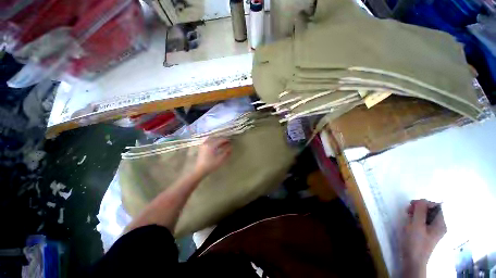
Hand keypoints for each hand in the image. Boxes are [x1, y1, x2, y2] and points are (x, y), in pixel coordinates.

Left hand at [194, 137, 231, 175]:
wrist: (200, 170)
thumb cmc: (211, 165)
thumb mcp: (220, 159)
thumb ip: (226, 152)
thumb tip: (231, 147)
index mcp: (211, 145)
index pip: (220, 140)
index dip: (226, 140)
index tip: (231, 142)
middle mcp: (207, 143)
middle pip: (216, 138)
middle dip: (222, 140)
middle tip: (227, 142)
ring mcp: (203, 145)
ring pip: (212, 139)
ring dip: (217, 140)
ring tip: (222, 143)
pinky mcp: (201, 147)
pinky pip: (208, 141)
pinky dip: (213, 141)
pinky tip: (215, 144)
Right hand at [402, 199, 446, 274]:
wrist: (413, 260)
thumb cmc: (415, 242)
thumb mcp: (416, 225)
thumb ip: (420, 211)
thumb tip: (422, 199)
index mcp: (441, 223)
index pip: (437, 206)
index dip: (425, 203)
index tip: (412, 205)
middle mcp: (439, 225)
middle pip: (431, 210)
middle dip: (419, 208)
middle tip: (408, 211)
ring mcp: (433, 230)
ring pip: (426, 215)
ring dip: (416, 213)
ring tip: (407, 216)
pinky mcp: (427, 233)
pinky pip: (423, 221)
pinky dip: (416, 219)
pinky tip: (409, 223)